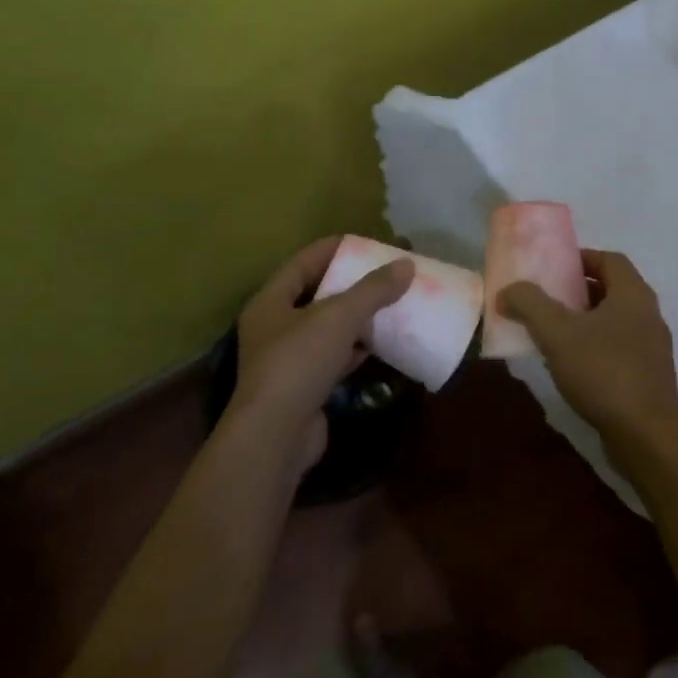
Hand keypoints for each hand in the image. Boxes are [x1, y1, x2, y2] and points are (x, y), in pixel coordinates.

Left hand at [230, 237, 414, 467]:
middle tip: (384, 273)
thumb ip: (372, 290)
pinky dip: (356, 349)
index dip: (334, 249)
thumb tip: (406, 265)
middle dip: (350, 284)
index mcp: (271, 302)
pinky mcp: (305, 387)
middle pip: (315, 294)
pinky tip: (381, 343)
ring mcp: (288, 359)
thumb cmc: (299, 363)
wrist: (277, 435)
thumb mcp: (338, 318)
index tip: (366, 242)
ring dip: (356, 317)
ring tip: (389, 303)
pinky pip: (334, 357)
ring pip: (327, 328)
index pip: (303, 262)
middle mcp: (274, 327)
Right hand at [498, 249, 677, 477]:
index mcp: (633, 295)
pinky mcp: (648, 377)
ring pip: (614, 321)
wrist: (647, 435)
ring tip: (552, 333)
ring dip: (584, 321)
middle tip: (546, 298)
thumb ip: (530, 304)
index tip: (554, 266)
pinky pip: (618, 349)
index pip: (611, 259)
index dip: (582, 257)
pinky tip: (570, 366)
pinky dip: (594, 347)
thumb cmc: (604, 372)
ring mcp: (652, 348)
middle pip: (612, 289)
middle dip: (578, 290)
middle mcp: (648, 315)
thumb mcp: (557, 333)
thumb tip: (508, 290)